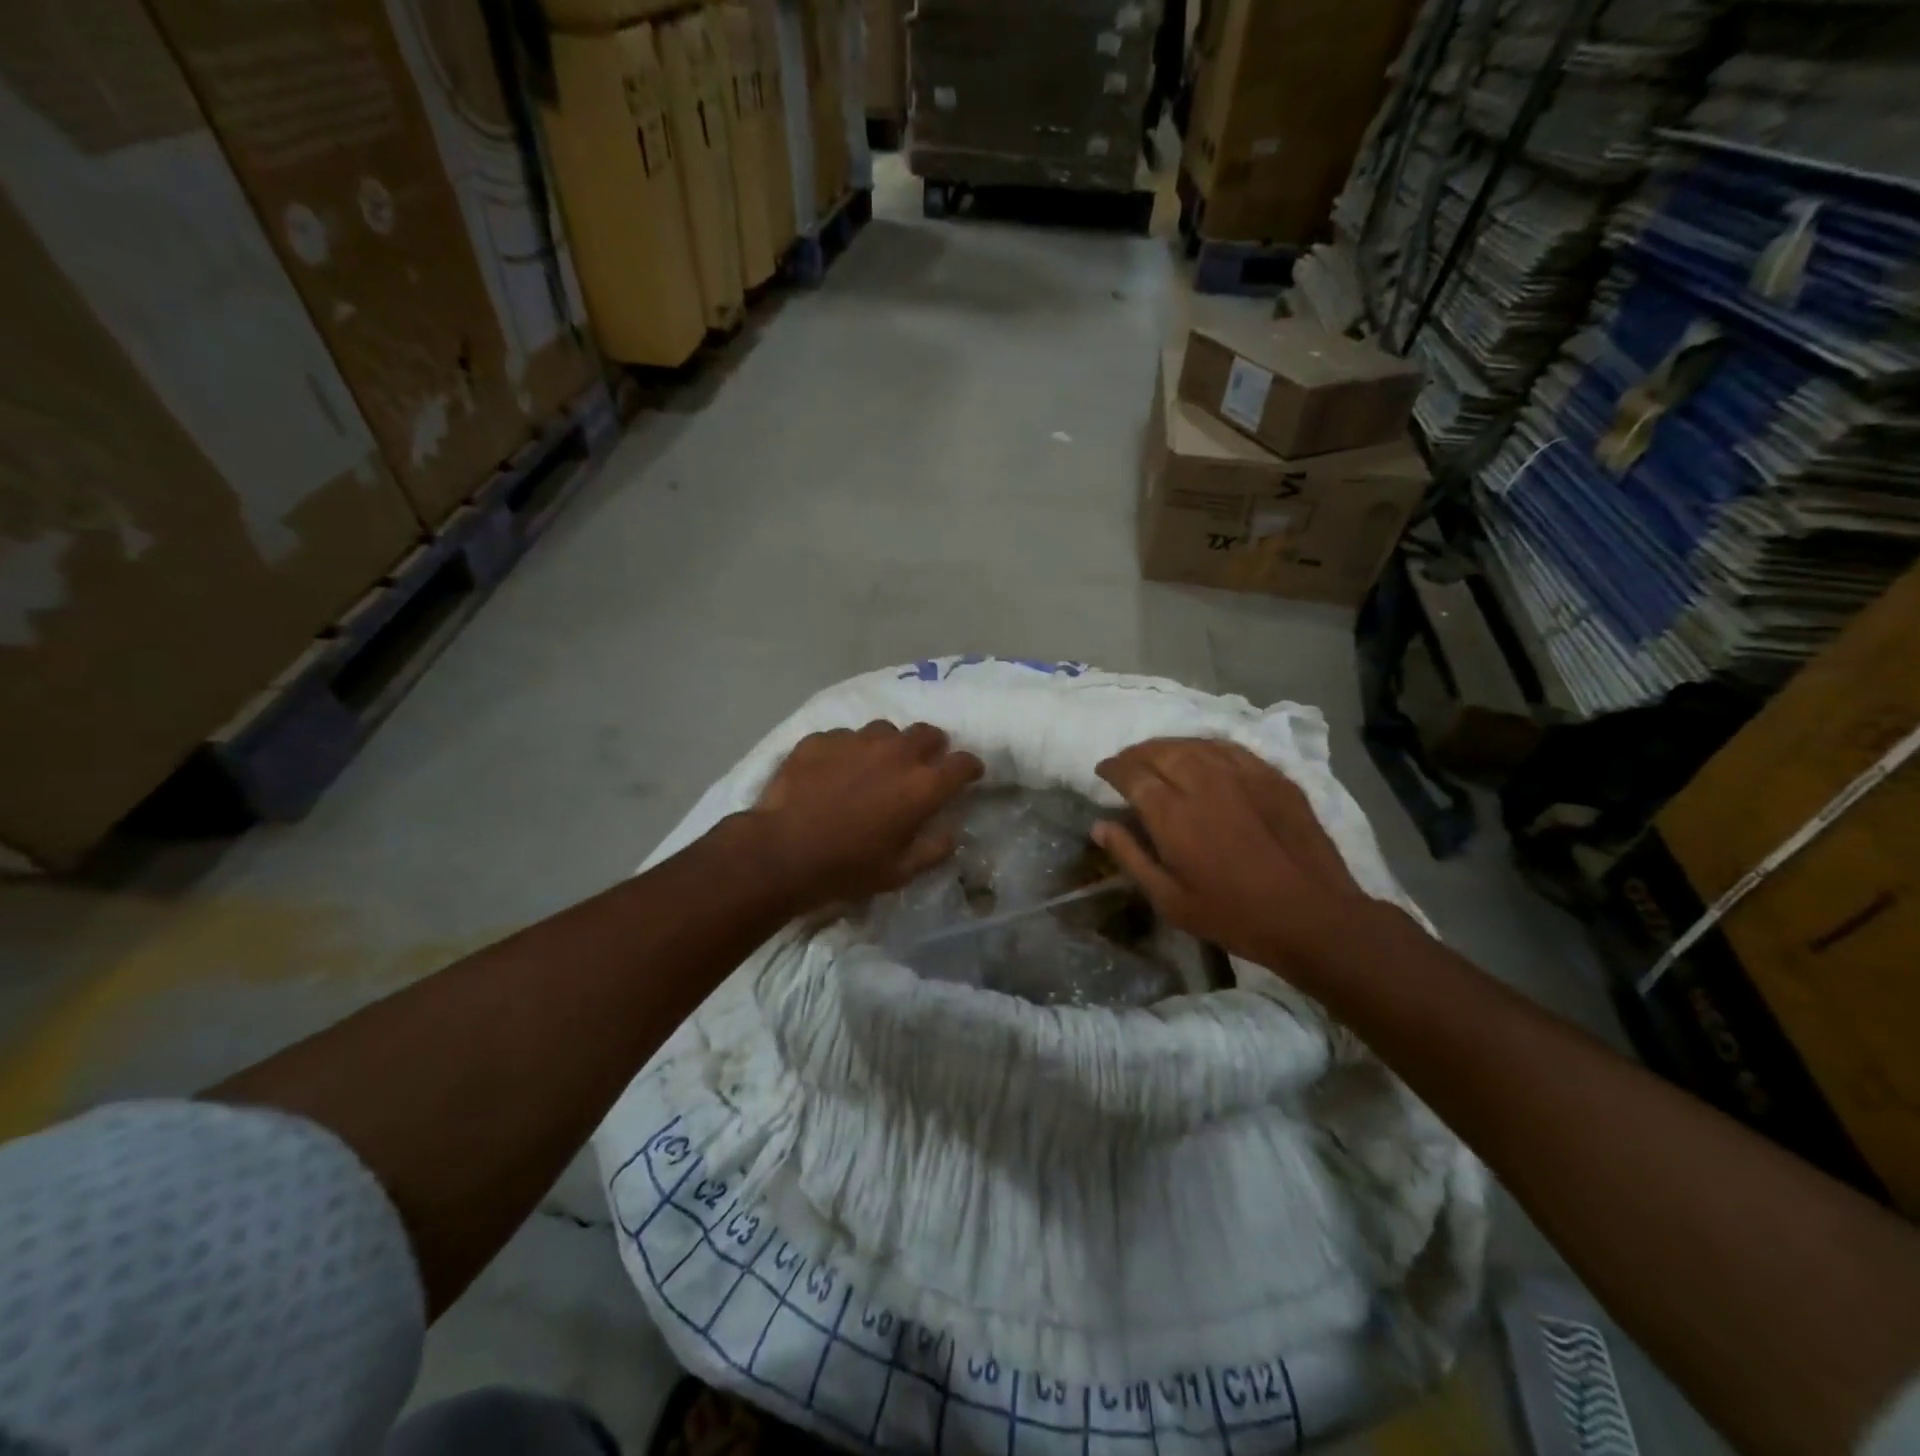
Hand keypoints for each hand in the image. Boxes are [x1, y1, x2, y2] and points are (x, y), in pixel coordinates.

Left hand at [750, 721, 983, 911]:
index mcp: (922, 785)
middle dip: (932, 747)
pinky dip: (849, 751)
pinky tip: (834, 771)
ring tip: (875, 766)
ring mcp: (856, 740)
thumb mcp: (900, 872)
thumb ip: (934, 849)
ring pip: (885, 730)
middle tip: (922, 765)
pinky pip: (845, 737)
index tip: (968, 775)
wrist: (781, 851)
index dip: (969, 768)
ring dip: (889, 745)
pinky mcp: (821, 739)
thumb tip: (951, 832)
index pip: (962, 763)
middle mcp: (896, 752)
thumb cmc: (847, 867)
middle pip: (927, 733)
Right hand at [1092, 738, 1388, 977]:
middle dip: (1137, 753)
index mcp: (1172, 814)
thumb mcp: (1170, 900)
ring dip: (1169, 746)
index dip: (1113, 768)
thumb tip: (1100, 825)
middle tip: (1127, 762)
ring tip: (1159, 755)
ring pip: (1194, 745)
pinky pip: (1230, 748)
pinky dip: (1206, 747)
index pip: (1132, 774)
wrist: (1312, 916)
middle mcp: (1203, 783)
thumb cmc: (1233, 915)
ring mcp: (1242, 775)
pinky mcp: (1272, 777)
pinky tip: (1203, 755)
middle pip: (1161, 751)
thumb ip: (1131, 857)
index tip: (1103, 770)